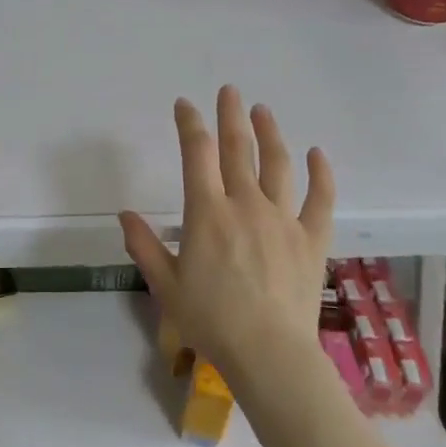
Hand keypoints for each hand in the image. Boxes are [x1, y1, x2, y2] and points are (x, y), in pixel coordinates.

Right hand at [119, 87, 333, 379]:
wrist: (269, 354)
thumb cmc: (211, 320)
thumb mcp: (166, 285)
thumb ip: (144, 246)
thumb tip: (125, 215)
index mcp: (207, 213)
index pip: (197, 155)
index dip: (191, 125)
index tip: (186, 105)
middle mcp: (245, 205)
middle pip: (238, 149)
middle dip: (231, 116)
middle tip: (229, 91)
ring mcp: (282, 219)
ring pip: (277, 165)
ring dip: (270, 133)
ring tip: (263, 111)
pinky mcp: (311, 239)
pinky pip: (320, 199)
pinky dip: (320, 173)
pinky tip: (317, 153)